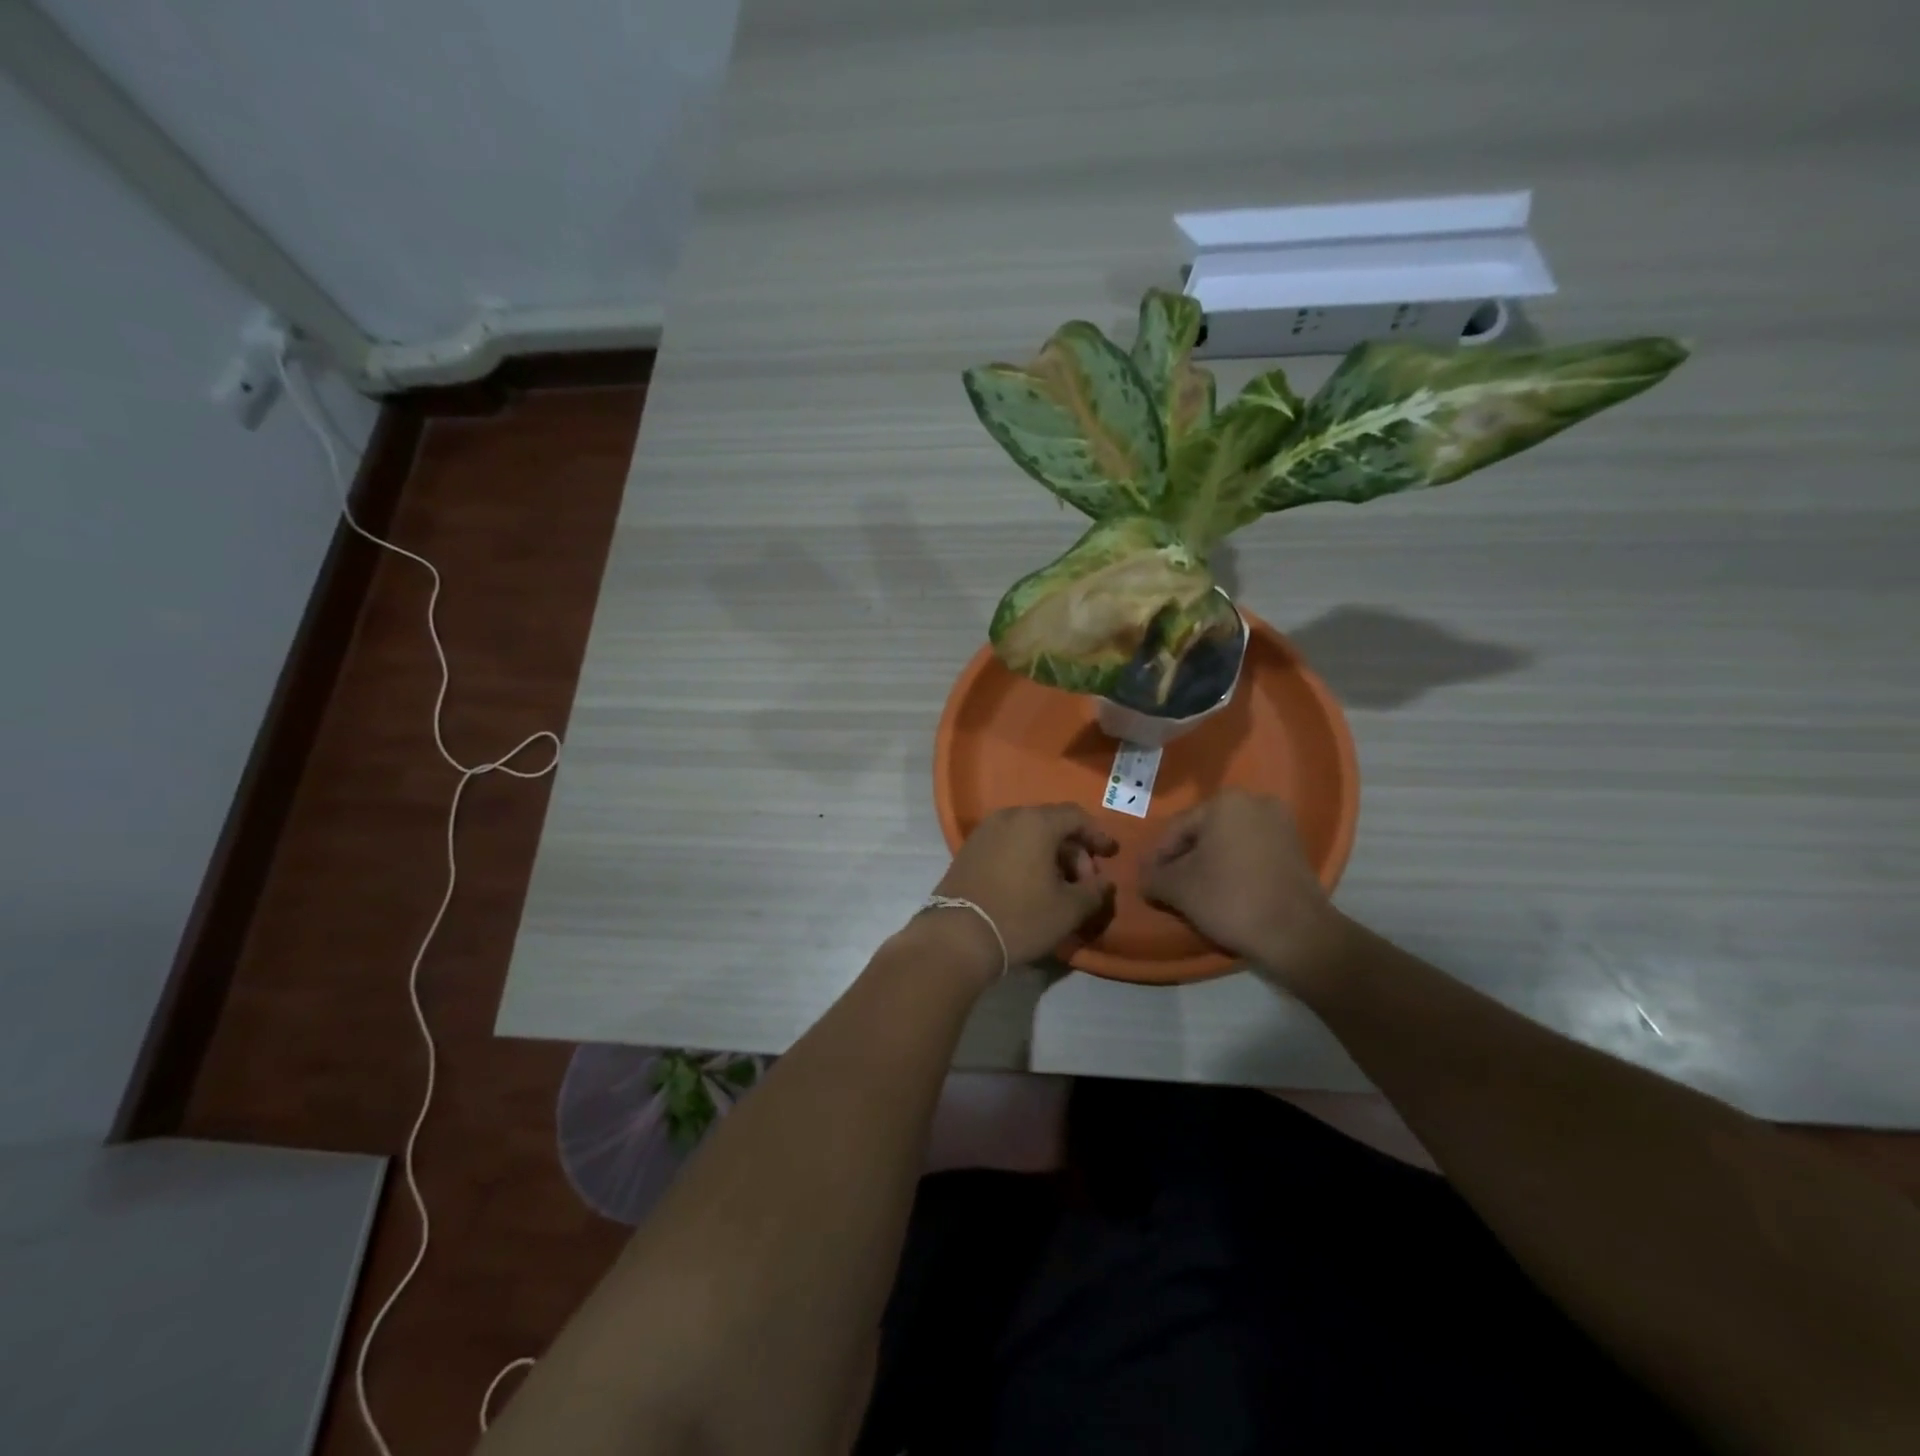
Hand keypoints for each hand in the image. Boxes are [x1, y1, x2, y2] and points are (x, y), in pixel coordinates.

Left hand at [930, 805, 1117, 971]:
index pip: (1075, 816)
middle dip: (1073, 850)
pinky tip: (1030, 886)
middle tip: (1084, 882)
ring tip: (1059, 887)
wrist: (957, 936)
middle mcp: (1008, 817)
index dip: (1097, 835)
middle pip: (1051, 824)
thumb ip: (1094, 892)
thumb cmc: (1020, 917)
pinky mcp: (968, 850)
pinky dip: (1025, 858)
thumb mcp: (1068, 910)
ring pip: (1027, 834)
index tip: (1110, 854)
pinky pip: (1007, 844)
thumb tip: (1104, 883)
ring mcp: (984, 832)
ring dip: (1049, 855)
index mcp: (1036, 822)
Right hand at [1141, 790, 1349, 991]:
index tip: (1150, 883)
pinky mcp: (1297, 849)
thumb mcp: (1178, 889)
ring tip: (1197, 893)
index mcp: (1225, 802)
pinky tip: (1226, 893)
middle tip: (1171, 888)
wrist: (1297, 934)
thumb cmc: (1231, 899)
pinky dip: (1235, 868)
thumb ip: (1153, 876)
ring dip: (1210, 864)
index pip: (1177, 829)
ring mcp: (1282, 824)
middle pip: (1204, 833)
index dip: (1158, 858)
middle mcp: (1256, 802)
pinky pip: (1252, 853)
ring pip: (1229, 843)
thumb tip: (1143, 877)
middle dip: (1185, 859)